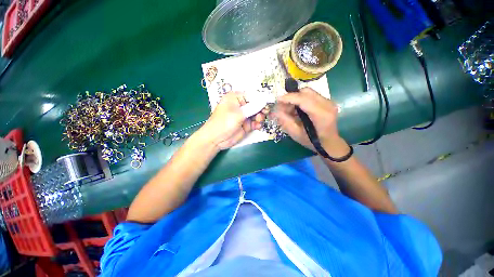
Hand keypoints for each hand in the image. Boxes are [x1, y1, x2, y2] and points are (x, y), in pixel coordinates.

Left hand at [200, 92, 265, 149]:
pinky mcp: (246, 125)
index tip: (269, 102)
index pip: (252, 95)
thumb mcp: (238, 114)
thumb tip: (265, 100)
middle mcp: (241, 105)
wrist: (216, 139)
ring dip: (260, 117)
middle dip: (261, 109)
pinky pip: (255, 122)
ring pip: (257, 114)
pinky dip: (257, 124)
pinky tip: (257, 127)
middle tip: (264, 113)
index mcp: (236, 98)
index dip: (261, 99)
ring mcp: (244, 116)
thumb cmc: (224, 123)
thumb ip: (252, 107)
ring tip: (258, 121)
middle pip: (256, 105)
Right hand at [274, 88, 348, 155]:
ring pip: (308, 92)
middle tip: (282, 106)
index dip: (289, 98)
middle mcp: (327, 105)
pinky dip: (301, 100)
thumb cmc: (312, 141)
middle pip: (306, 92)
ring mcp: (329, 102)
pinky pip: (311, 95)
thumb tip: (276, 111)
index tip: (278, 100)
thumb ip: (285, 121)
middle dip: (292, 97)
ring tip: (289, 109)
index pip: (304, 100)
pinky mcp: (327, 101)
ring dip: (296, 98)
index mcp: (321, 115)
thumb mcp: (296, 134)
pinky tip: (296, 109)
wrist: (329, 143)